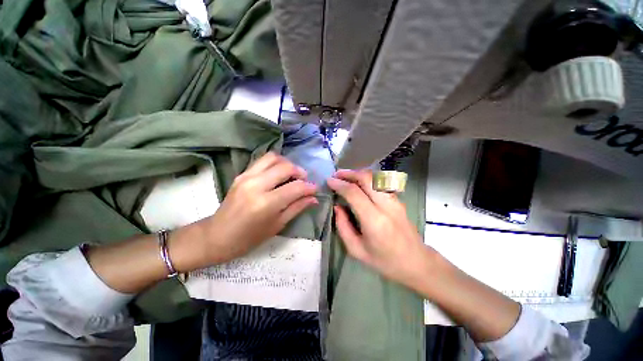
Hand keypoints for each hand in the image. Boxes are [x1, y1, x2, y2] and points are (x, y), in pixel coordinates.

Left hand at [198, 152, 317, 263]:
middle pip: (285, 167)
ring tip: (292, 174)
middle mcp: (256, 185)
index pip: (296, 187)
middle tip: (305, 180)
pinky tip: (279, 173)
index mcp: (266, 203)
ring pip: (273, 157)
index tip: (315, 190)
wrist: (217, 235)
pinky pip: (262, 160)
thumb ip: (297, 208)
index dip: (309, 187)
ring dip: (287, 163)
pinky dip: (275, 163)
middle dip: (300, 172)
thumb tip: (314, 198)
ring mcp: (247, 176)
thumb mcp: (277, 225)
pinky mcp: (242, 174)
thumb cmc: (249, 238)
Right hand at [327, 169, 436, 287]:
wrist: (416, 262)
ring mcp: (395, 201)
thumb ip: (343, 226)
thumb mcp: (356, 250)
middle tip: (336, 174)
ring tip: (345, 176)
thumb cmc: (385, 261)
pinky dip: (367, 179)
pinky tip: (359, 183)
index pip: (354, 193)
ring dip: (358, 174)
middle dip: (349, 173)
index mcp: (374, 220)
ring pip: (375, 178)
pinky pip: (380, 184)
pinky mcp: (398, 200)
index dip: (340, 184)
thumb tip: (337, 207)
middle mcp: (386, 205)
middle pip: (367, 178)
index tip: (329, 181)